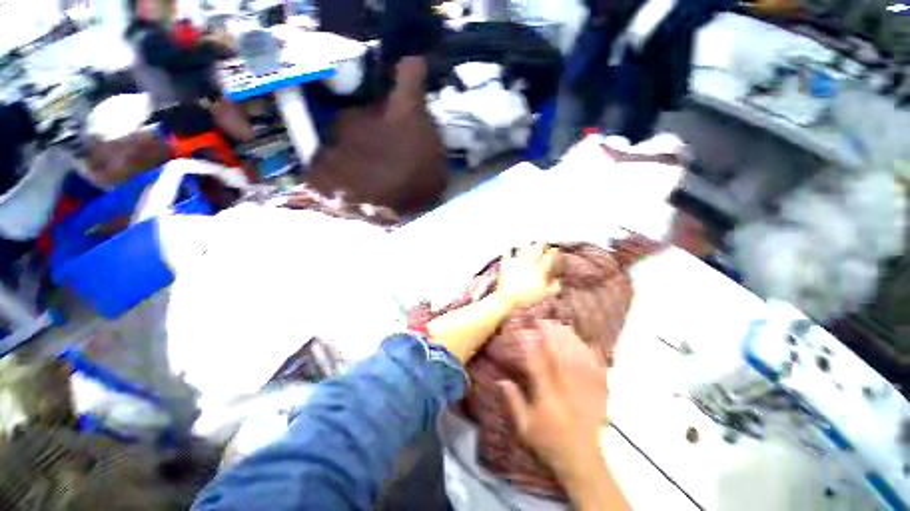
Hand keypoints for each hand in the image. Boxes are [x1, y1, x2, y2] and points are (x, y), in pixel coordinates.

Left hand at [495, 244, 560, 311]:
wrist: (508, 298)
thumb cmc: (527, 298)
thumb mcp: (544, 295)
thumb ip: (554, 288)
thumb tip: (558, 280)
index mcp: (540, 270)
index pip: (549, 256)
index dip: (553, 252)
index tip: (554, 250)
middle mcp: (530, 262)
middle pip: (537, 248)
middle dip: (541, 244)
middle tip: (542, 244)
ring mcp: (517, 261)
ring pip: (524, 247)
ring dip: (527, 245)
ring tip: (529, 243)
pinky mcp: (507, 263)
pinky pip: (507, 252)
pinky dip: (508, 249)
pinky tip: (509, 247)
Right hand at [499, 321, 608, 482]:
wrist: (582, 460)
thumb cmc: (550, 442)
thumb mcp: (524, 426)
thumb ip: (513, 401)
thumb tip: (501, 379)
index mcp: (547, 395)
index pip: (536, 362)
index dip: (527, 343)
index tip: (521, 329)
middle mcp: (567, 387)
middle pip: (559, 353)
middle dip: (550, 333)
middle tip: (542, 320)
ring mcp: (585, 388)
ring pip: (577, 355)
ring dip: (568, 338)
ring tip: (560, 325)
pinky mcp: (599, 392)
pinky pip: (596, 367)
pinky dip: (590, 352)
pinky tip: (585, 342)